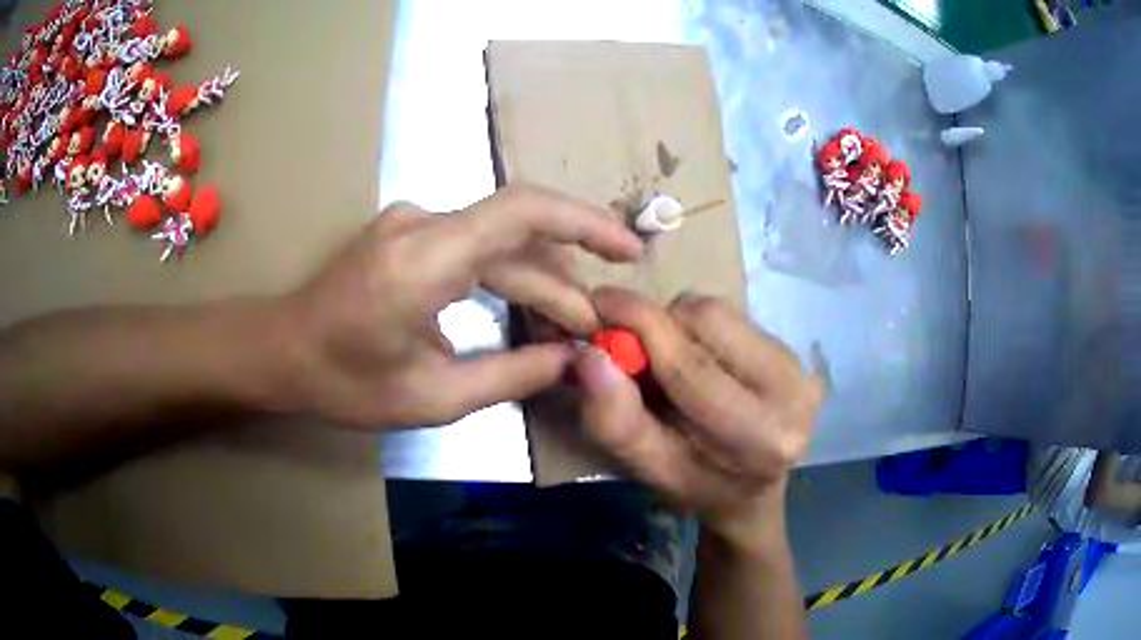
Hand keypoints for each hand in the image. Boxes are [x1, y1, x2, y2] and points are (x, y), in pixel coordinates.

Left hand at [279, 185, 641, 429]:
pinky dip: (507, 275)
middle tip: (595, 328)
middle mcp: (422, 223)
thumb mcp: (432, 397)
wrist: (280, 351)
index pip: (524, 211)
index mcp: (424, 259)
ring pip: (497, 242)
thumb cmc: (344, 381)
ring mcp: (413, 223)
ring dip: (537, 279)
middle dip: (563, 280)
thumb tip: (572, 360)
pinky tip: (528, 307)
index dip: (585, 222)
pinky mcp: (409, 233)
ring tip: (571, 324)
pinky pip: (473, 246)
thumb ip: (511, 375)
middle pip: (516, 236)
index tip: (628, 250)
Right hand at [574, 287, 821, 543]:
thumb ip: (617, 420)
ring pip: (720, 311)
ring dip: (680, 325)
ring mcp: (803, 368)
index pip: (692, 368)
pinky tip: (699, 359)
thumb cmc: (697, 487)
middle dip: (660, 324)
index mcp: (761, 437)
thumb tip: (589, 356)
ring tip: (671, 363)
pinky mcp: (798, 352)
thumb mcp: (649, 469)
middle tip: (631, 346)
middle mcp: (796, 393)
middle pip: (711, 321)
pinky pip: (733, 316)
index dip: (641, 327)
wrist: (751, 490)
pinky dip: (700, 329)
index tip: (598, 302)